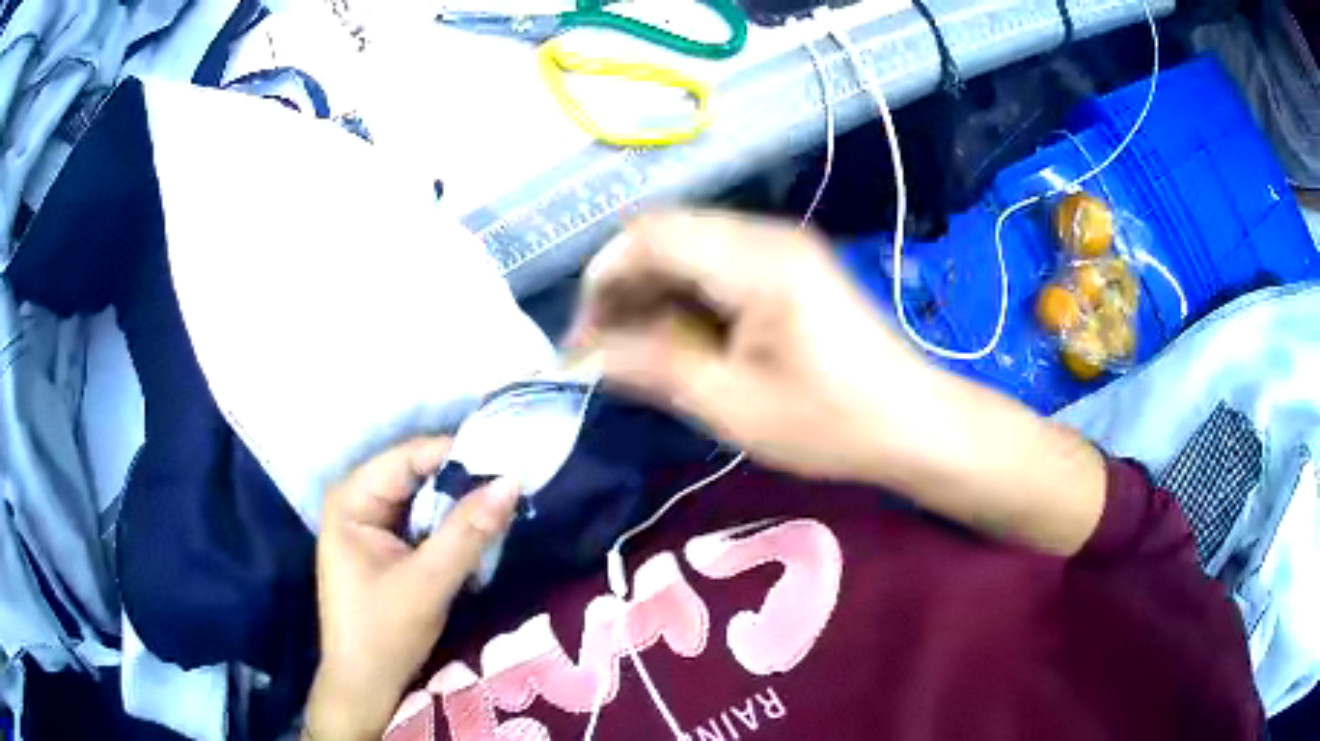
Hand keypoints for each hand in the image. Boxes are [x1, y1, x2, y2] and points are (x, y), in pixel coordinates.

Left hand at [306, 438, 519, 740]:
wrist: (365, 686)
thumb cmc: (384, 633)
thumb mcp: (428, 581)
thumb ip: (469, 531)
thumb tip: (512, 481)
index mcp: (351, 499)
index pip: (409, 458)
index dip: (459, 455)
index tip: (508, 459)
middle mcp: (356, 502)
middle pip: (416, 477)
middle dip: (462, 483)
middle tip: (512, 486)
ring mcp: (368, 526)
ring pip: (422, 501)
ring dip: (458, 508)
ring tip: (503, 507)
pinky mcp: (383, 549)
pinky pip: (421, 524)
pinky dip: (449, 528)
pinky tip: (478, 535)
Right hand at [570, 210, 931, 481]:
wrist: (912, 421)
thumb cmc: (830, 423)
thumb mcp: (733, 406)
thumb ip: (654, 368)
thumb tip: (588, 354)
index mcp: (756, 261)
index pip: (649, 235)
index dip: (603, 278)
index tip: (584, 337)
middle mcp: (766, 234)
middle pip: (665, 234)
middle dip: (623, 286)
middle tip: (603, 348)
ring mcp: (781, 245)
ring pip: (687, 246)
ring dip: (652, 290)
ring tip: (634, 348)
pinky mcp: (790, 264)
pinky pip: (716, 261)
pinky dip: (685, 293)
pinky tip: (678, 336)